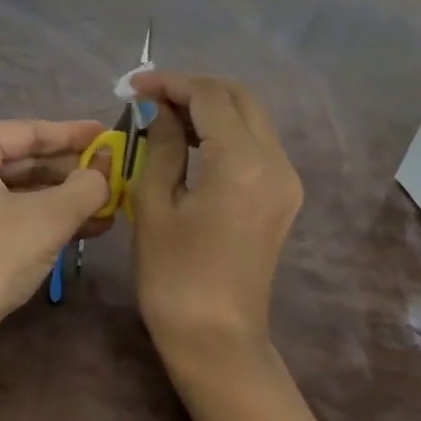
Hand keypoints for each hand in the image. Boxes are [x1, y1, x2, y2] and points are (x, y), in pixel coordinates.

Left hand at [0, 120, 110, 331]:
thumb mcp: (48, 218)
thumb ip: (85, 185)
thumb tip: (108, 166)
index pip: (29, 132)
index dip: (73, 134)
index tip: (110, 133)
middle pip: (26, 157)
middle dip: (72, 170)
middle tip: (117, 171)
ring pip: (23, 185)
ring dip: (66, 196)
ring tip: (112, 201)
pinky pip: (13, 206)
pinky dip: (47, 214)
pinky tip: (89, 224)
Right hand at [130, 73, 302, 350]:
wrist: (216, 337)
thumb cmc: (173, 273)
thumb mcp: (154, 203)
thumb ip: (161, 145)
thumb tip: (161, 110)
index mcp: (241, 161)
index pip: (209, 96)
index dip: (170, 83)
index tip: (133, 85)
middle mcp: (275, 161)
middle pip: (239, 97)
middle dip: (194, 88)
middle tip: (151, 96)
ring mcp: (286, 179)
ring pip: (251, 118)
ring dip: (210, 107)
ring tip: (164, 116)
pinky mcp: (283, 196)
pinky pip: (256, 144)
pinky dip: (224, 131)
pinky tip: (191, 143)